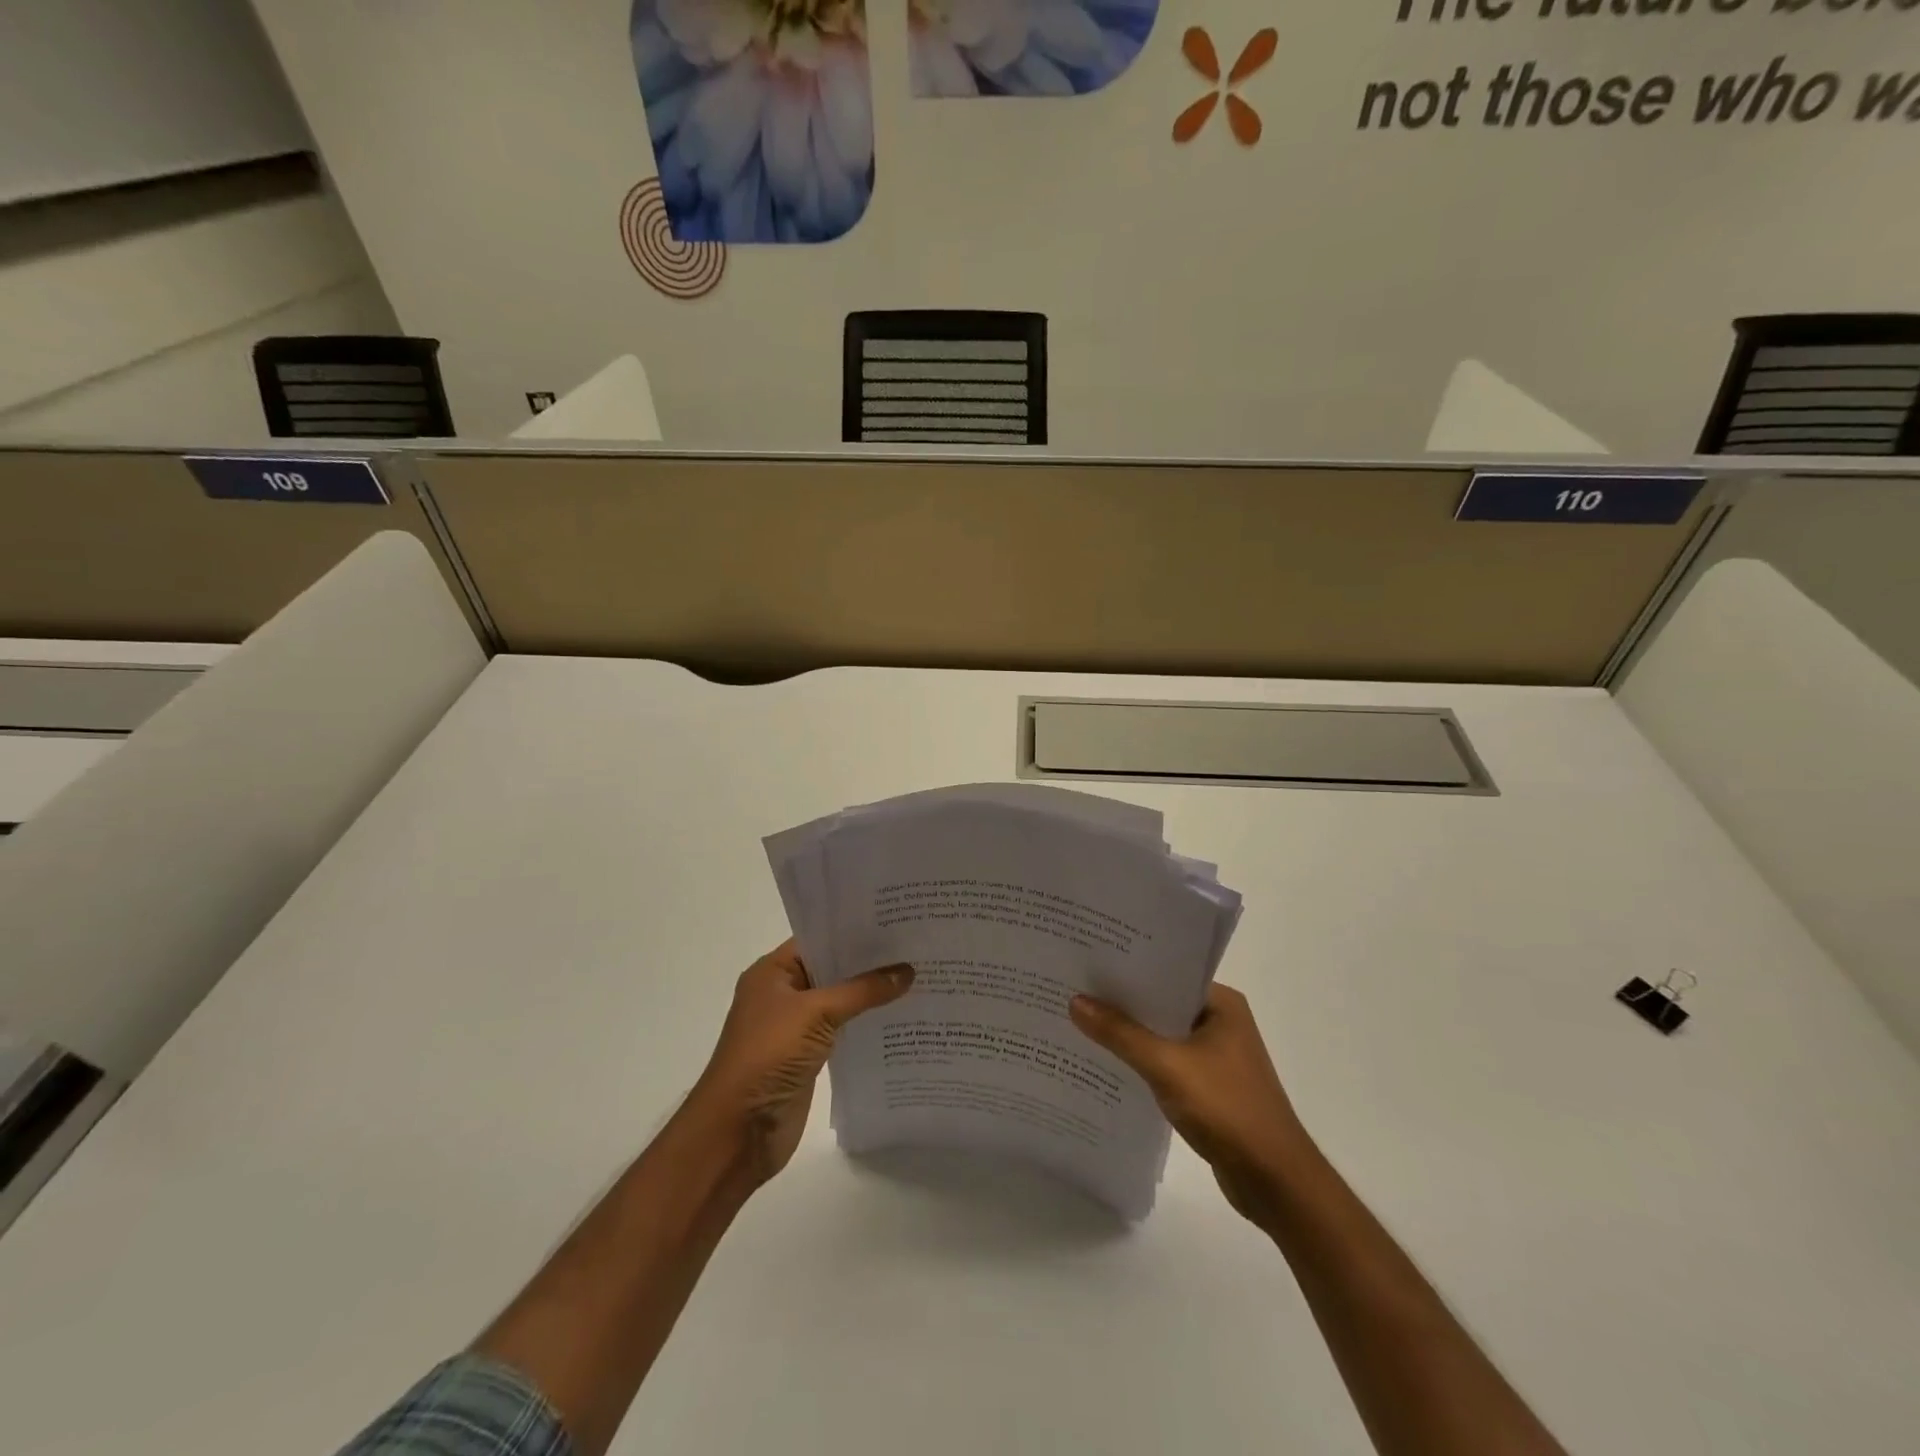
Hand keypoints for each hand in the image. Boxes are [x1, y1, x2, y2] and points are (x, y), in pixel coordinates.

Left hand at [689, 940, 912, 1185]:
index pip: (818, 939)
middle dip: (868, 962)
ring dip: (870, 994)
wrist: (737, 1132)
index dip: (853, 931)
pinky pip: (842, 1030)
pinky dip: (865, 1023)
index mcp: (772, 972)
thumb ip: (862, 991)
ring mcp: (794, 1027)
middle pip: (831, 969)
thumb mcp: (815, 1013)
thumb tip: (907, 971)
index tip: (894, 920)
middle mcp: (782, 994)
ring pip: (839, 1001)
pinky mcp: (808, 1057)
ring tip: (916, 976)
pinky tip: (899, 1016)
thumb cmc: (767, 1056)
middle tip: (915, 946)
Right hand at [1070, 983, 1306, 1225]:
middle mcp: (1221, 1022)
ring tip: (1080, 1021)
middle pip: (1161, 1003)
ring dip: (1130, 1034)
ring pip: (1162, 1035)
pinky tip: (1107, 1063)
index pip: (1167, 973)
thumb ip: (1121, 1034)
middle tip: (1073, 988)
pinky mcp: (1210, 1087)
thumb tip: (1076, 1001)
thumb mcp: (1167, 1066)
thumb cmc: (1227, 1109)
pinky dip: (1141, 1062)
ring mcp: (1217, 1056)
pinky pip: (1167, 1063)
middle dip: (1122, 1002)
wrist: (1275, 1181)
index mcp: (1221, 1004)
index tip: (1087, 964)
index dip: (1127, 969)